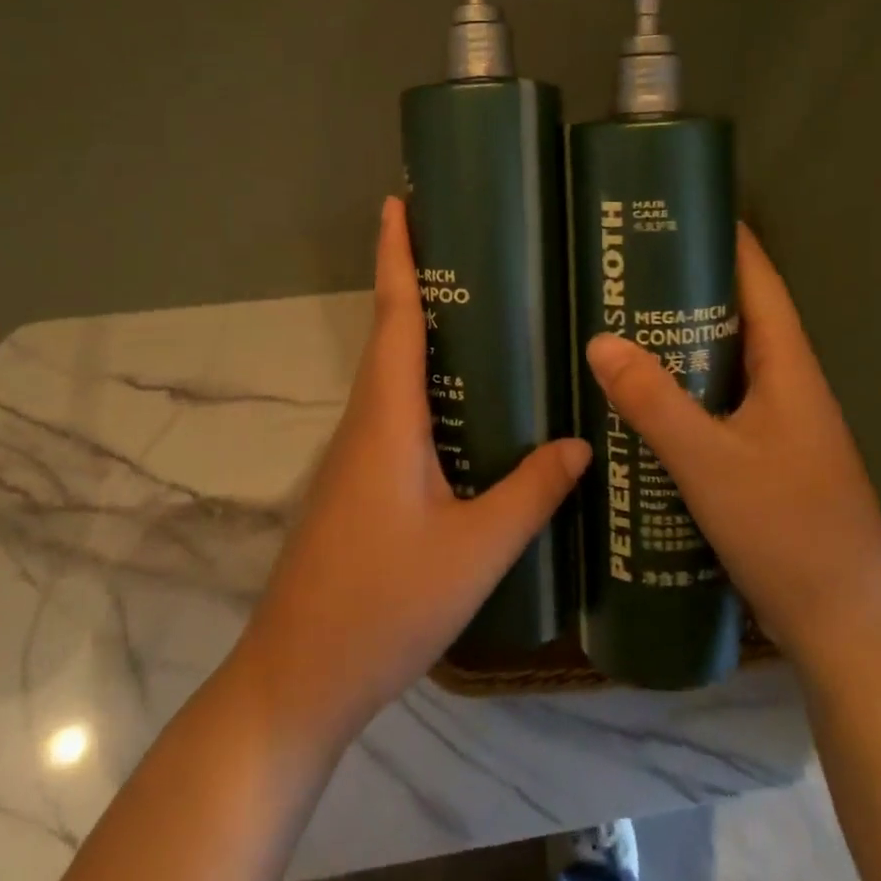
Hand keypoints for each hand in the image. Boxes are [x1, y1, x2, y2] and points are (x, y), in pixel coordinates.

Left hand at [236, 196, 590, 743]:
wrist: (299, 677)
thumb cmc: (384, 605)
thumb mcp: (475, 550)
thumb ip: (530, 492)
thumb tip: (581, 441)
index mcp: (386, 419)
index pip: (392, 316)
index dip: (396, 256)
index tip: (398, 203)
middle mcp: (365, 423)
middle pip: (389, 333)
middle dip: (416, 280)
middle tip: (467, 245)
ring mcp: (355, 456)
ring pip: (391, 375)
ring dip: (420, 332)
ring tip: (481, 311)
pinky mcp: (357, 484)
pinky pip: (394, 413)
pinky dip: (424, 385)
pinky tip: (465, 406)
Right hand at [584, 225, 880, 677]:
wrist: (847, 628)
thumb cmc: (787, 532)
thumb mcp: (709, 463)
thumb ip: (654, 401)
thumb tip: (601, 340)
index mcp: (790, 370)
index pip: (760, 283)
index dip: (728, 242)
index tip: (681, 211)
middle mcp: (791, 387)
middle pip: (741, 318)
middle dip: (691, 288)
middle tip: (629, 270)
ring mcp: (783, 426)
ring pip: (730, 364)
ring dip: (686, 341)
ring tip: (626, 323)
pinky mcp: (770, 459)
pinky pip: (723, 404)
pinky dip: (688, 388)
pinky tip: (647, 400)